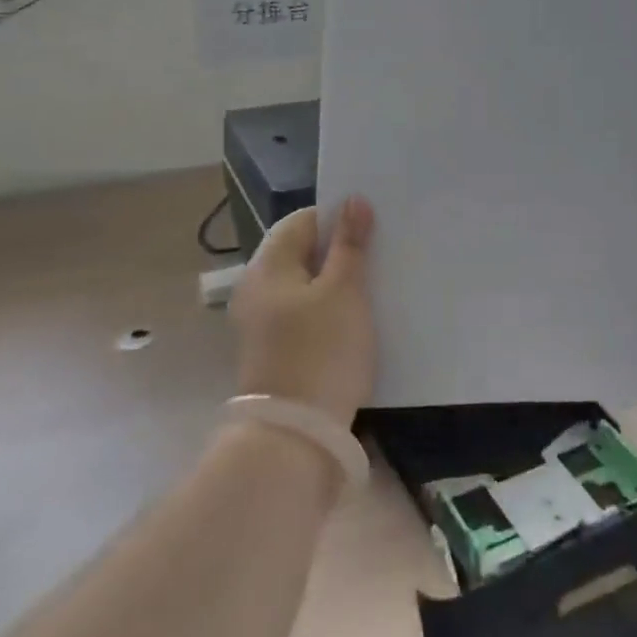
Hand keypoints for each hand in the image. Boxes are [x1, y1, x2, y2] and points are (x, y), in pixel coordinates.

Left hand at [230, 197, 376, 428]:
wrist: (295, 436)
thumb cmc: (321, 351)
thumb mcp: (344, 292)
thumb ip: (349, 244)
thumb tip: (353, 200)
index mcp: (267, 266)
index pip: (302, 220)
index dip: (336, 218)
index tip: (372, 229)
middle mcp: (256, 289)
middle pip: (301, 253)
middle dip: (339, 251)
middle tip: (379, 255)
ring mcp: (261, 323)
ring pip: (305, 285)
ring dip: (336, 282)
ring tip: (374, 286)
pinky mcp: (274, 350)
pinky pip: (303, 313)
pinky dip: (327, 309)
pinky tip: (355, 320)